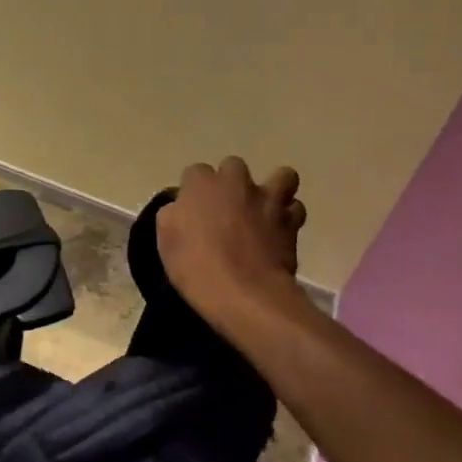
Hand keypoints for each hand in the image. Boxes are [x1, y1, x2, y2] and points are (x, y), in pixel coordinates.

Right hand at [158, 157, 306, 321]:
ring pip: (281, 177)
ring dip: (273, 190)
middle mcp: (236, 182)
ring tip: (265, 211)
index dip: (195, 191)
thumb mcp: (166, 241)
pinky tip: (279, 231)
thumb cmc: (196, 267)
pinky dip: (288, 217)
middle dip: (231, 183)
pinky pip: (295, 209)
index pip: (195, 172)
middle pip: (234, 166)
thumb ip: (173, 215)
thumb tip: (181, 208)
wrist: (244, 294)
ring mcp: (267, 199)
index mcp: (201, 184)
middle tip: (227, 209)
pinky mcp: (291, 221)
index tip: (193, 211)